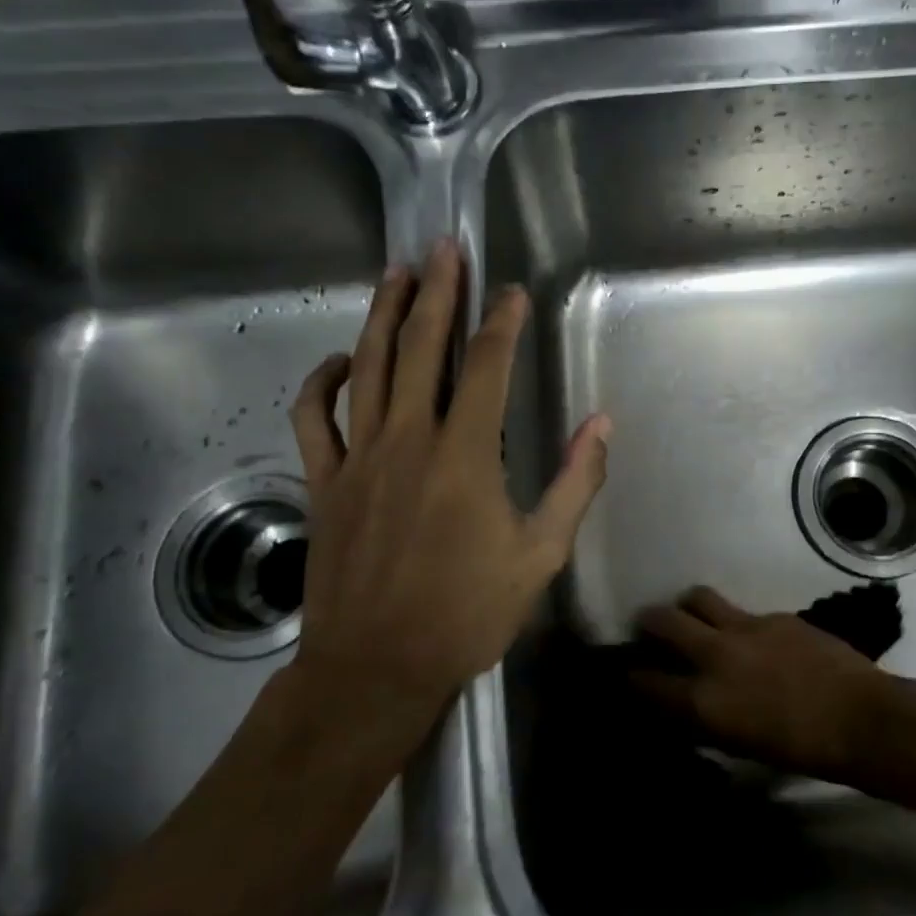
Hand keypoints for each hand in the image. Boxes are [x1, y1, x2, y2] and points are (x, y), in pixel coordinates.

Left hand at [288, 240, 610, 718]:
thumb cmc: (467, 612)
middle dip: (435, 292)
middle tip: (443, 247)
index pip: (484, 366)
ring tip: (396, 273)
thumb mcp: (542, 553)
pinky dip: (322, 382)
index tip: (511, 292)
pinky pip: (315, 418)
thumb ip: (574, 483)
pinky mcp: (324, 481)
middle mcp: (408, 440)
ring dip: (381, 315)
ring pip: (366, 368)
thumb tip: (600, 424)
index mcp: (465, 455)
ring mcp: (358, 458)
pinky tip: (339, 360)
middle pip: (418, 348)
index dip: (500, 322)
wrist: (377, 667)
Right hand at [632, 587, 890, 782]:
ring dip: (689, 606)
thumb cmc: (800, 750)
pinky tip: (751, 638)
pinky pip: (742, 611)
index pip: (646, 681)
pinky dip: (735, 621)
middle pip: (663, 620)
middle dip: (649, 622)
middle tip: (651, 628)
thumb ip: (706, 719)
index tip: (629, 673)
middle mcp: (715, 655)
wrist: (859, 718)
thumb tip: (687, 703)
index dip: (632, 676)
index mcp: (703, 700)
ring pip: (698, 598)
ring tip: (695, 618)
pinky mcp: (773, 615)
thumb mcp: (740, 744)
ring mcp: (745, 628)